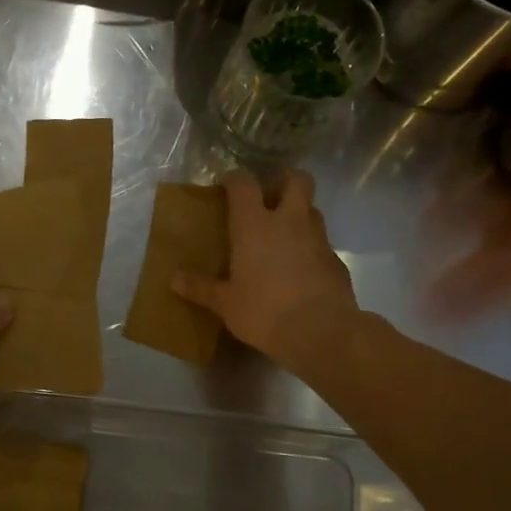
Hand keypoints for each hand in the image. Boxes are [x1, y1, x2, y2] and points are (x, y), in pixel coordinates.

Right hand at [173, 170, 356, 368]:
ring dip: (299, 214)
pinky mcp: (336, 260)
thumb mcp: (225, 303)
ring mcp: (318, 239)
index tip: (227, 186)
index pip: (244, 184)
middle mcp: (289, 222)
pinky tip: (300, 270)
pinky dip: (311, 248)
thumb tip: (174, 278)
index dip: (235, 179)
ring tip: (283, 235)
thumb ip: (201, 287)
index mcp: (254, 225)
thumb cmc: (264, 311)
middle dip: (285, 180)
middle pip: (297, 180)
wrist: (321, 332)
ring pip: (312, 210)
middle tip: (270, 197)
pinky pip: (322, 243)